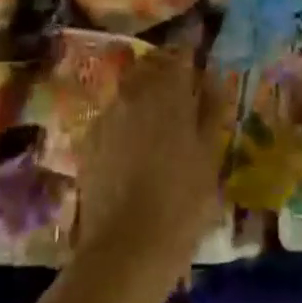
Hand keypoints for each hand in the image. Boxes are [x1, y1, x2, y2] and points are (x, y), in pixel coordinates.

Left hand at [76, 46, 230, 289]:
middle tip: (183, 93)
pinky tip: (136, 147)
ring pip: (129, 91)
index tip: (199, 62)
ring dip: (145, 95)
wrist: (126, 248)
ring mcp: (106, 116)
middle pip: (150, 67)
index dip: (190, 54)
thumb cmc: (182, 202)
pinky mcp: (88, 141)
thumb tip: (213, 76)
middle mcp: (132, 93)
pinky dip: (126, 120)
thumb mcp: (210, 155)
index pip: (179, 54)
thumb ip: (212, 109)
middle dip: (166, 72)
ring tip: (160, 122)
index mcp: (167, 92)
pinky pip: (112, 116)